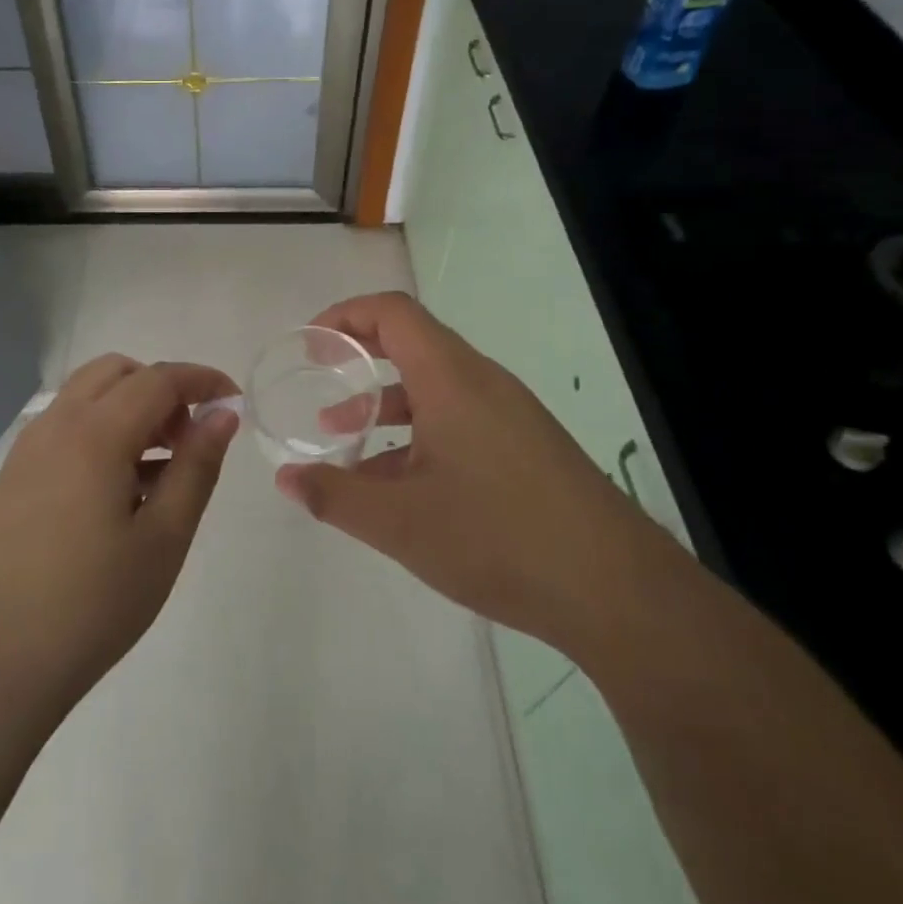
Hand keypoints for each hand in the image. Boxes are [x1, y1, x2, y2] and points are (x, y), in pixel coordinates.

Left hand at [0, 355, 239, 722]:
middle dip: (163, 389)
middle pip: (118, 373)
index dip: (203, 381)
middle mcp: (55, 424)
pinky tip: (119, 491)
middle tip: (190, 440)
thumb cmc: (90, 605)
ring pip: (88, 396)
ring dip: (131, 408)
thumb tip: (223, 415)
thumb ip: (196, 467)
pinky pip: (66, 427)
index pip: (159, 379)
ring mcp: (27, 450)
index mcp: (94, 432)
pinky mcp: (12, 477)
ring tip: (159, 470)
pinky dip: (102, 431)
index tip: (236, 402)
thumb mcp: (163, 539)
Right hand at [275, 291, 648, 645]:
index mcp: (451, 378)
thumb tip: (286, 478)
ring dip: (386, 404)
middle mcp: (482, 382)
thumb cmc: (498, 538)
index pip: (392, 312)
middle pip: (413, 344)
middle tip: (320, 381)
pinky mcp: (526, 445)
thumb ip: (335, 495)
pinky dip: (419, 433)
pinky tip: (399, 484)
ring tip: (344, 439)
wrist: (616, 590)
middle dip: (359, 359)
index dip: (345, 315)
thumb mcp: (400, 523)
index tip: (311, 345)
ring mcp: (509, 413)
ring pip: (434, 387)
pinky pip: (459, 419)